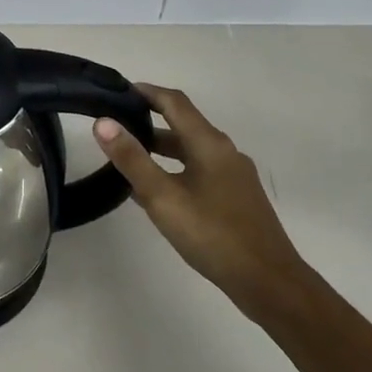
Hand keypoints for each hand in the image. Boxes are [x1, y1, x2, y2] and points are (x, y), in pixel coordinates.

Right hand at [94, 84, 308, 317]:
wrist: (268, 281)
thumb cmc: (212, 235)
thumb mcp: (163, 197)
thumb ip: (132, 159)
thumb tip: (103, 123)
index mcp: (209, 144)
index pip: (175, 103)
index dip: (147, 92)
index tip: (118, 90)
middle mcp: (225, 152)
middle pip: (184, 125)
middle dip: (150, 121)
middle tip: (116, 126)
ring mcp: (234, 176)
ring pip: (192, 151)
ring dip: (162, 148)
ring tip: (130, 157)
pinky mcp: (237, 198)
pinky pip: (200, 171)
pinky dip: (176, 169)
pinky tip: (159, 192)